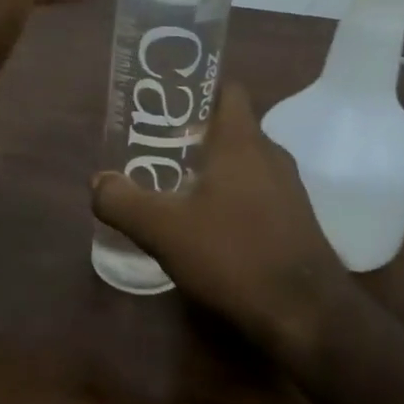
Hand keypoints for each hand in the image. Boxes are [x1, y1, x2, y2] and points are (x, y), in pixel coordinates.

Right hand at [91, 82, 350, 362]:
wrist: (305, 313)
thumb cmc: (233, 255)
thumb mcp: (163, 230)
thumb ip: (123, 202)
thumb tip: (98, 182)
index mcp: (243, 141)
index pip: (227, 90)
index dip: (197, 91)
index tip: (166, 105)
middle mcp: (271, 155)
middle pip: (232, 128)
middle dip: (196, 135)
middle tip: (158, 150)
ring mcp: (289, 188)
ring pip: (245, 163)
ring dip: (214, 170)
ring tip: (176, 188)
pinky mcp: (296, 220)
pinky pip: (258, 192)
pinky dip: (233, 197)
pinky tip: (209, 226)